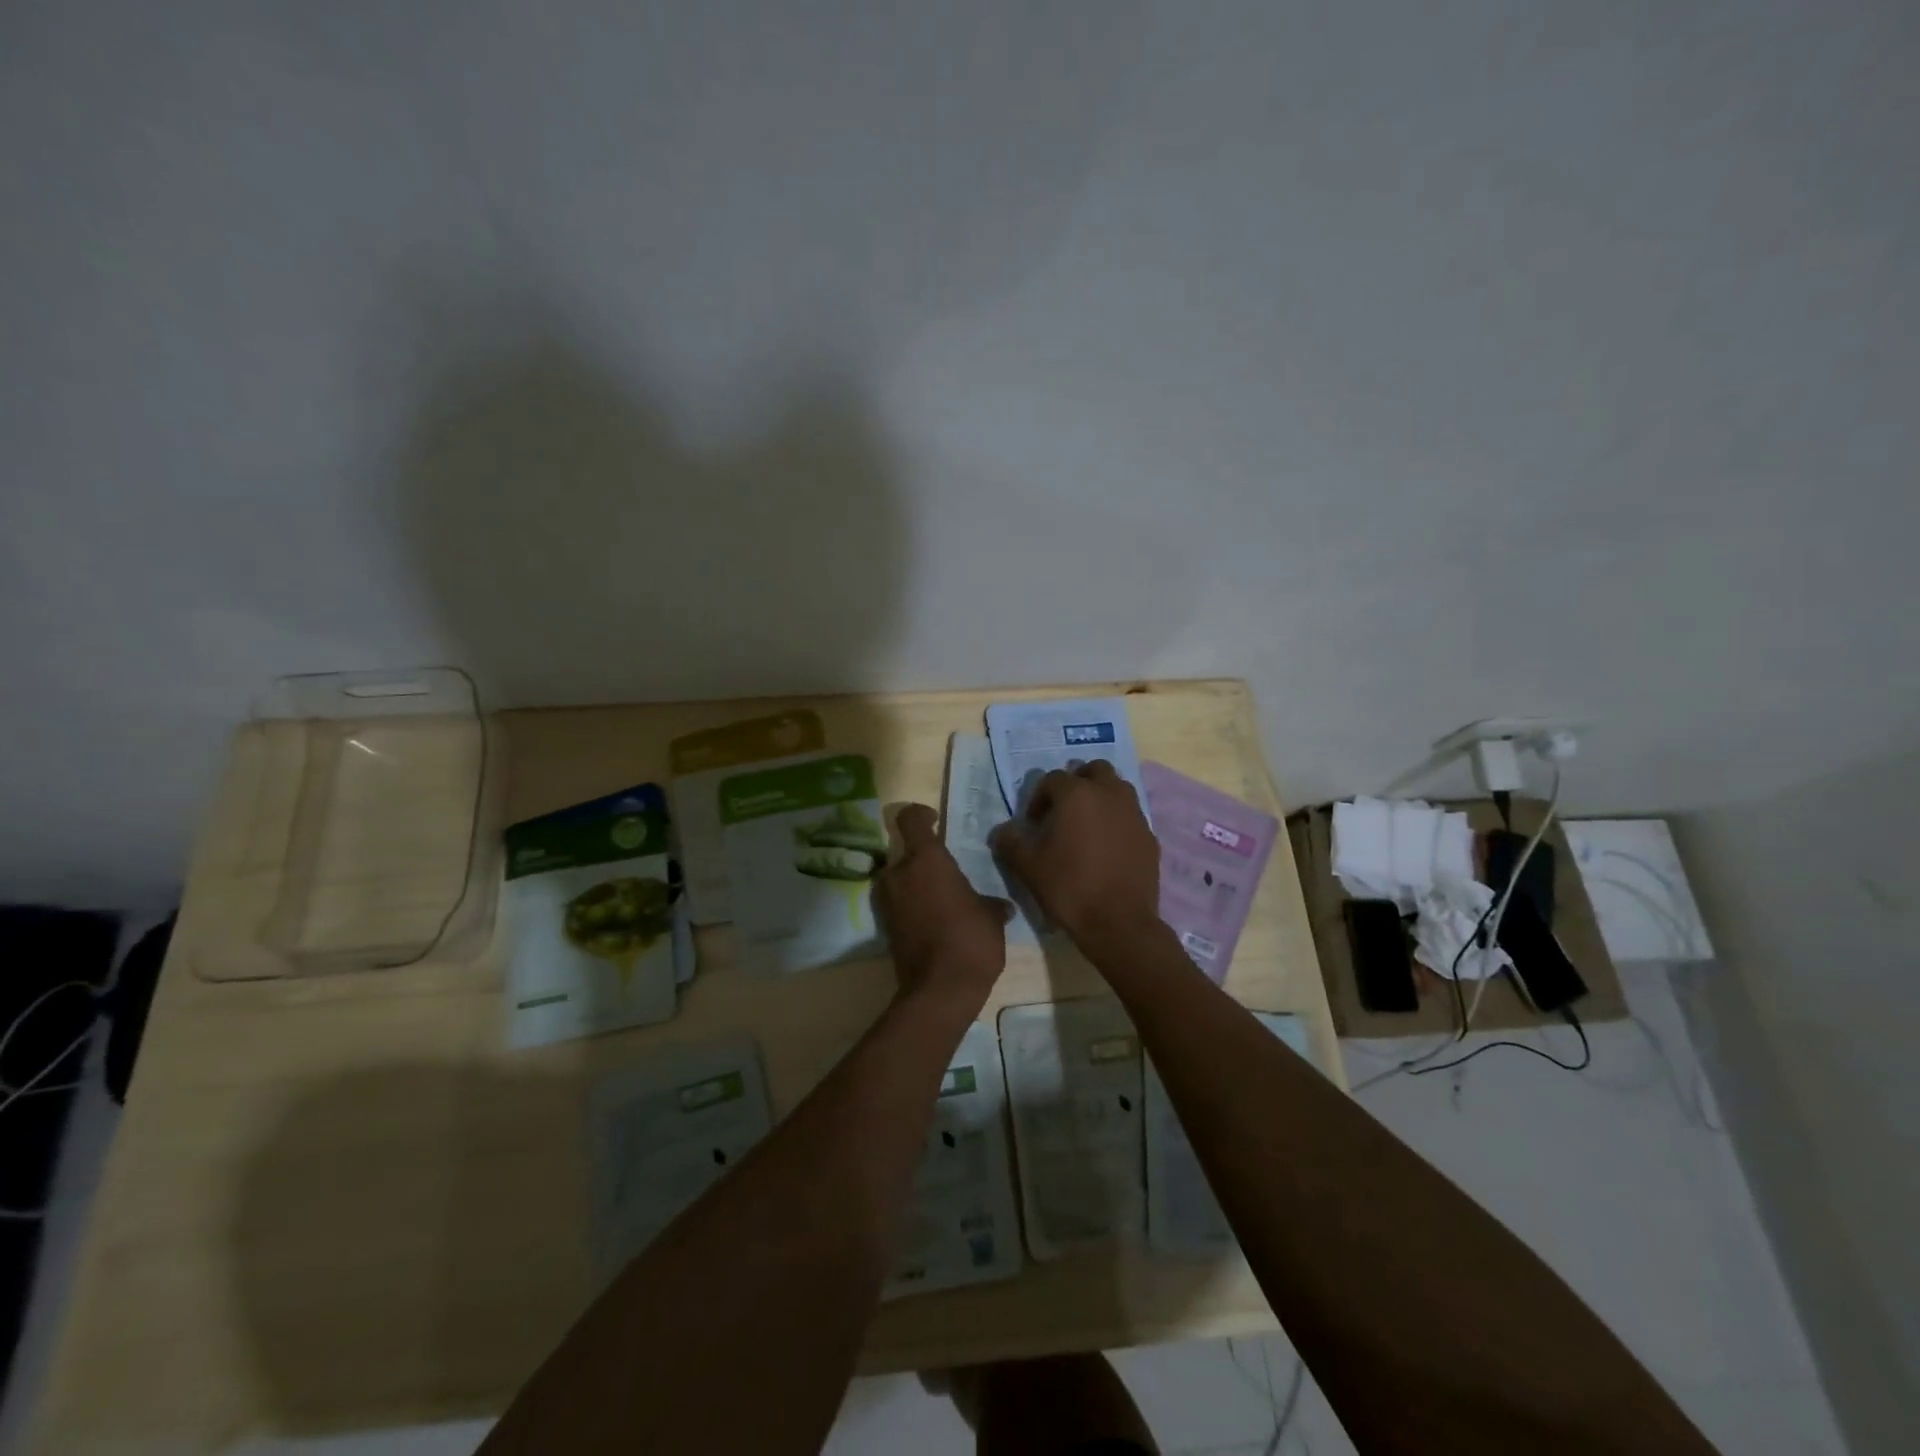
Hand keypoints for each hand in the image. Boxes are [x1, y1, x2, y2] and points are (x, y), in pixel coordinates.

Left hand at [875, 804, 1010, 1016]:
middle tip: (948, 875)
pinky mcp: (885, 927)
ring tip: (944, 901)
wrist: (940, 990)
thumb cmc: (970, 939)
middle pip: (906, 853)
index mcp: (926, 859)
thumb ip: (990, 903)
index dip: (921, 814)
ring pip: (900, 880)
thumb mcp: (991, 917)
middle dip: (924, 861)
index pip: (910, 819)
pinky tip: (936, 922)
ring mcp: (888, 901)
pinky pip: (899, 904)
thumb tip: (1000, 906)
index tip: (935, 820)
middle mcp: (900, 873)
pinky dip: (912, 907)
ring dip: (917, 885)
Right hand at [990, 762, 1161, 949]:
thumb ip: (1010, 841)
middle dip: (1077, 782)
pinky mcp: (1150, 835)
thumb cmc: (1069, 888)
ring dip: (1101, 796)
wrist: (1119, 923)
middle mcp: (1109, 794)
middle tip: (1064, 808)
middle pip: (1094, 770)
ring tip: (1087, 823)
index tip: (1034, 822)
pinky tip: (1107, 846)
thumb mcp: (1027, 866)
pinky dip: (1117, 820)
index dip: (1039, 797)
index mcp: (1077, 794)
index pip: (1053, 779)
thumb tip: (1004, 830)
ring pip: (1117, 788)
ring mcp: (1134, 813)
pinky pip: (1130, 815)